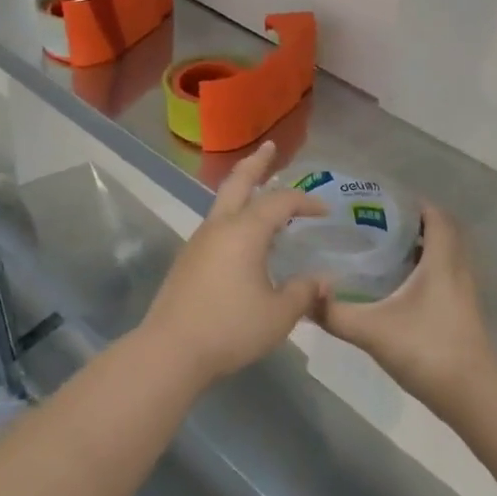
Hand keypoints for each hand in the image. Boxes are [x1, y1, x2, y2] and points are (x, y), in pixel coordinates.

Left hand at [138, 141, 328, 390]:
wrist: (171, 349)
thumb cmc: (231, 328)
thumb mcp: (279, 315)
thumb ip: (305, 292)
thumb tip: (324, 280)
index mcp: (245, 231)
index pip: (280, 202)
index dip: (305, 201)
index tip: (325, 210)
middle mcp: (220, 226)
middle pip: (238, 181)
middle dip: (257, 163)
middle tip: (270, 146)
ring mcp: (199, 241)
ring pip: (223, 202)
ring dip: (242, 188)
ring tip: (259, 190)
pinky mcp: (188, 259)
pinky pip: (217, 224)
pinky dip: (234, 215)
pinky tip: (243, 236)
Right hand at [315, 203, 496, 415]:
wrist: (471, 395)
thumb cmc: (426, 350)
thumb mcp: (372, 331)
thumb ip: (335, 314)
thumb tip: (303, 297)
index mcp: (441, 261)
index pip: (436, 216)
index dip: (414, 204)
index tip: (382, 201)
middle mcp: (457, 270)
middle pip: (442, 232)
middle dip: (413, 223)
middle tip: (377, 223)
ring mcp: (463, 293)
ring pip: (445, 255)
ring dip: (421, 247)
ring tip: (383, 249)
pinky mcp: (462, 312)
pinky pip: (445, 275)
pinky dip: (426, 270)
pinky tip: (398, 285)